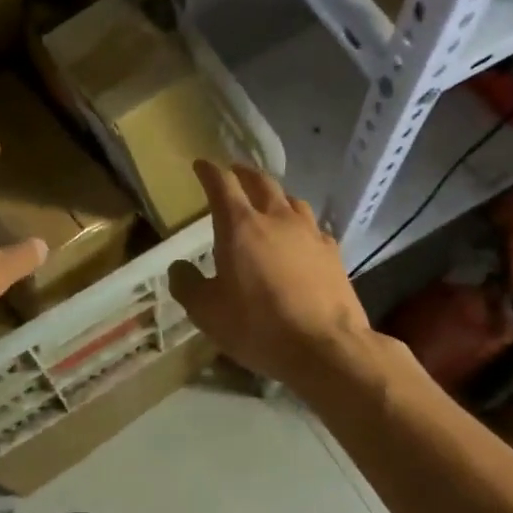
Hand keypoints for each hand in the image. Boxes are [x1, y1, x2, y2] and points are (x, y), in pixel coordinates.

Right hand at [168, 160, 371, 385]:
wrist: (325, 347)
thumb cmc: (258, 326)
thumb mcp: (207, 312)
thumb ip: (188, 285)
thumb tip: (179, 268)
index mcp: (241, 226)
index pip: (222, 184)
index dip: (209, 172)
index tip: (201, 165)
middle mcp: (277, 219)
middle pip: (261, 182)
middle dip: (244, 174)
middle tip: (234, 173)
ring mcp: (310, 234)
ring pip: (291, 201)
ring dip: (275, 196)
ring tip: (268, 202)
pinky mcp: (333, 253)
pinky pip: (313, 227)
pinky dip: (300, 225)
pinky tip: (300, 239)